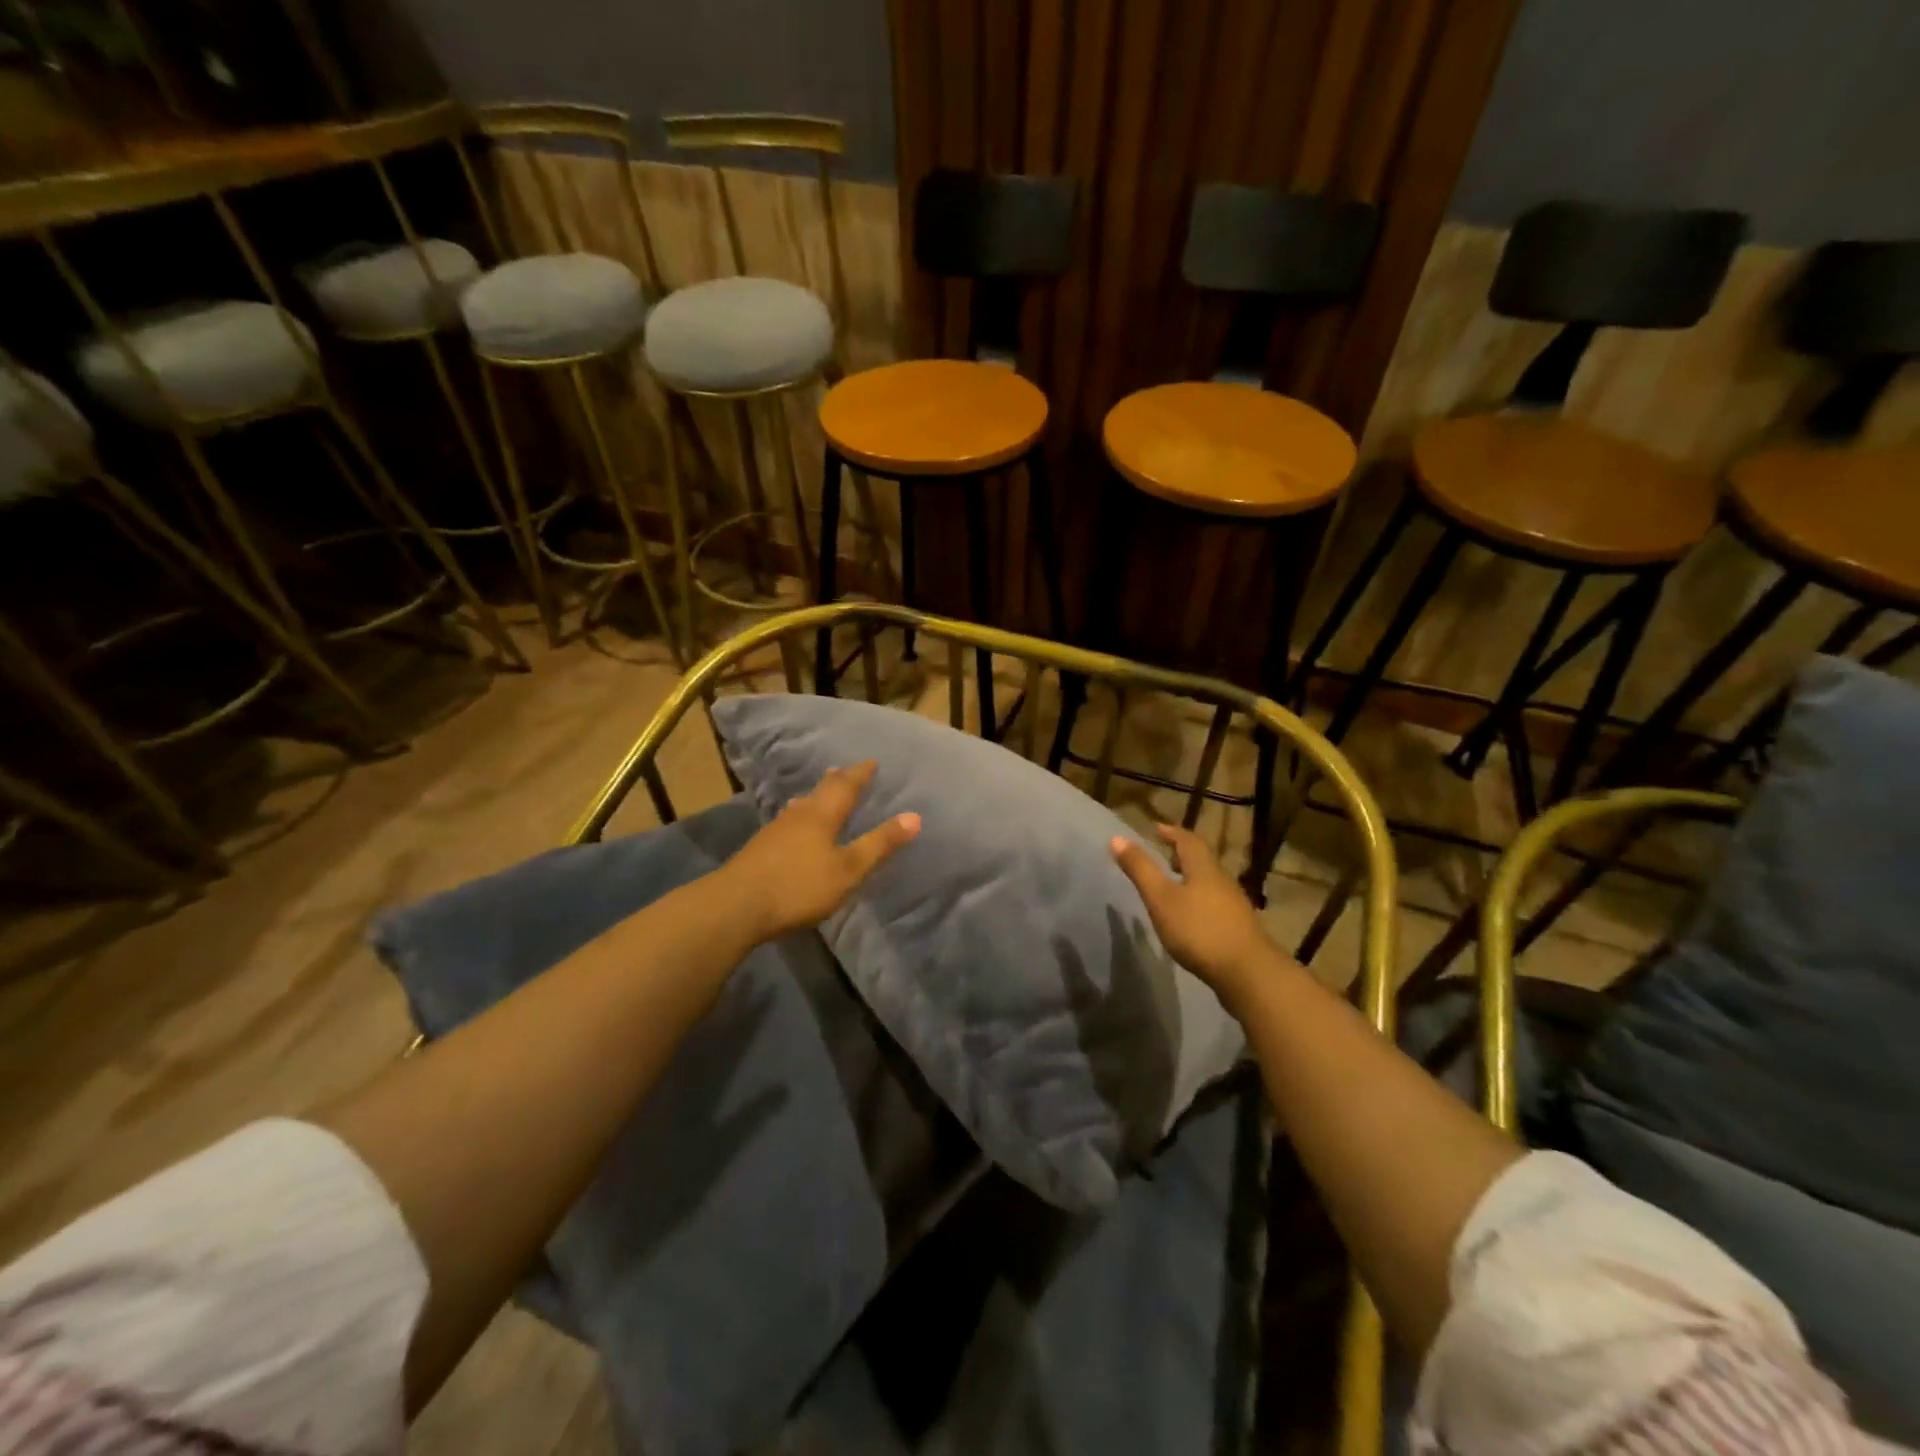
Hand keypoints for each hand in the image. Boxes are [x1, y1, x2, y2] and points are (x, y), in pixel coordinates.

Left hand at [723, 761, 919, 941]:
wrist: (736, 906)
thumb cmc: (799, 885)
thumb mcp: (848, 869)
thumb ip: (879, 844)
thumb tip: (914, 816)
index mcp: (821, 815)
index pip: (845, 786)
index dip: (860, 774)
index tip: (871, 762)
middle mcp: (798, 815)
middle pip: (819, 792)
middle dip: (836, 782)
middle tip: (845, 771)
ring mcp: (775, 831)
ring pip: (800, 807)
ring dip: (815, 799)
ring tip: (820, 796)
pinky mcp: (760, 850)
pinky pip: (788, 823)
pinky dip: (801, 818)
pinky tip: (795, 830)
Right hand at [1110, 824, 1277, 1005]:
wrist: (1248, 972)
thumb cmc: (1199, 930)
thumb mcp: (1161, 898)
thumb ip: (1140, 869)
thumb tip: (1117, 838)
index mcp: (1204, 868)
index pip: (1188, 840)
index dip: (1172, 832)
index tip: (1157, 829)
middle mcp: (1222, 880)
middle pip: (1202, 859)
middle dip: (1182, 853)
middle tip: (1165, 853)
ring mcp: (1234, 904)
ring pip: (1209, 881)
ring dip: (1192, 876)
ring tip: (1174, 882)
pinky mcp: (1238, 926)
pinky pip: (1215, 901)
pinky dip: (1199, 898)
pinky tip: (1191, 915)